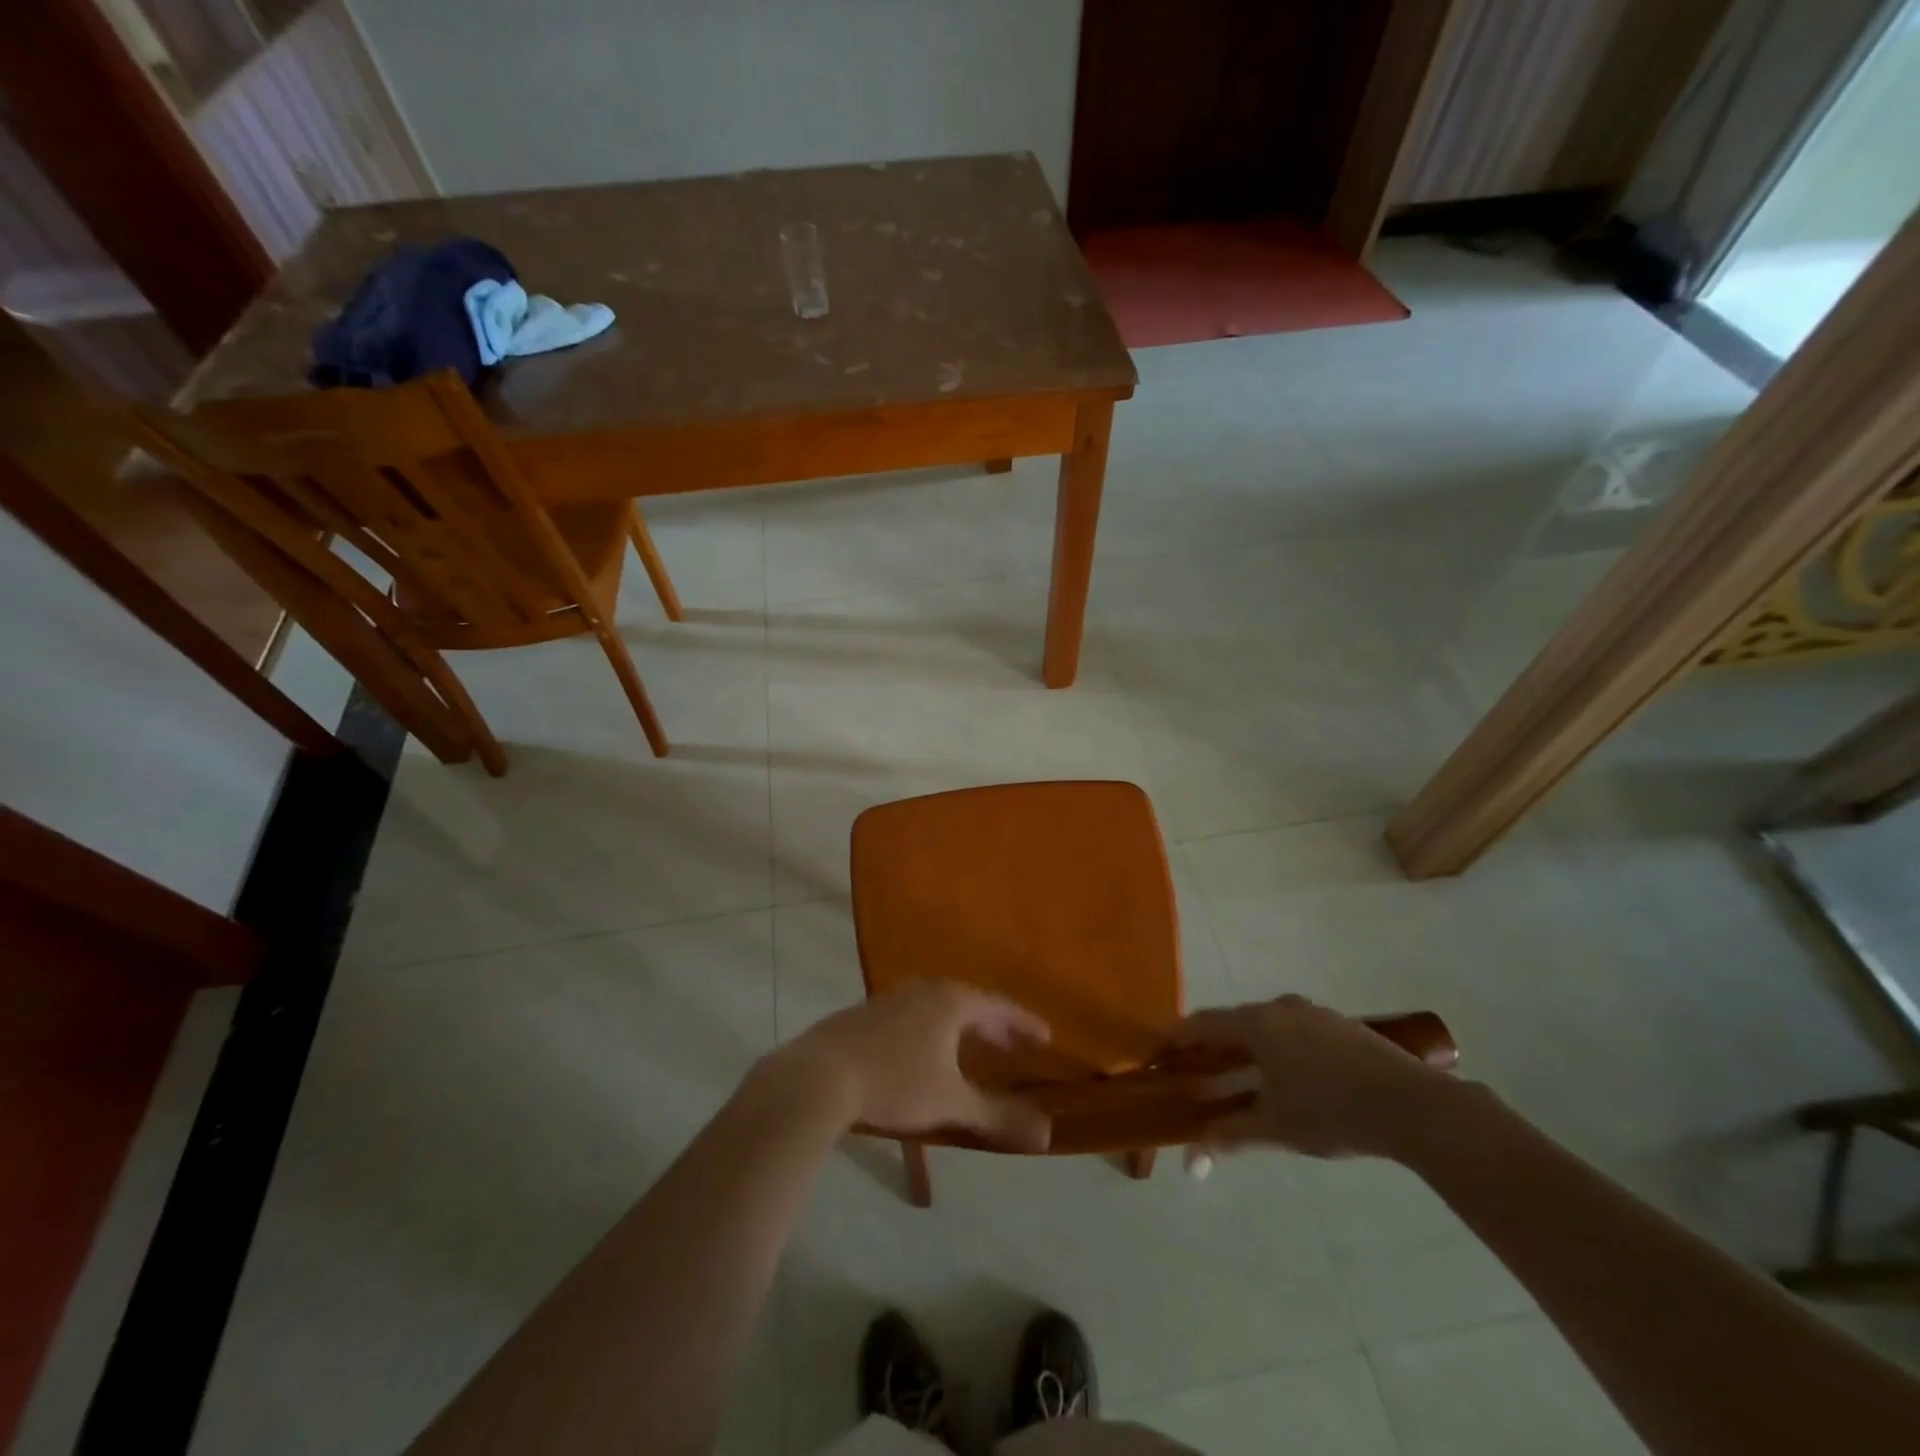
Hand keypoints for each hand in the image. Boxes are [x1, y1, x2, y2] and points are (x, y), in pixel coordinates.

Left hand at [770, 980, 1052, 1151]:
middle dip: (993, 1026)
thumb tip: (1048, 1134)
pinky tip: (924, 1054)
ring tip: (972, 1050)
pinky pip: (913, 1016)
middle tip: (1014, 1046)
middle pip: (968, 1003)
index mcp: (950, 1001)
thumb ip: (998, 1117)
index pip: (998, 1006)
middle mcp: (923, 990)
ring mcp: (890, 999)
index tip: (1046, 1037)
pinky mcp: (865, 1014)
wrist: (818, 1077)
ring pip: (938, 1008)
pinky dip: (932, 1031)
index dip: (1024, 1023)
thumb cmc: (894, 1083)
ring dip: (961, 1028)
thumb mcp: (951, 1103)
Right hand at [1175, 995, 1449, 1160]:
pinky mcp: (1342, 1027)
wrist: (1413, 1105)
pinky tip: (1291, 1079)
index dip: (1178, 1038)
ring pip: (1268, 1027)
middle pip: (1234, 1022)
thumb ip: (1231, 1136)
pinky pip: (1295, 1032)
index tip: (1161, 1053)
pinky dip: (1279, 1050)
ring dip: (1249, 1048)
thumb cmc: (1331, 1112)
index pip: (1203, 1024)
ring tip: (1245, 1077)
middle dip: (1214, 1046)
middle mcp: (1280, 1008)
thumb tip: (1193, 1158)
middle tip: (1201, 1071)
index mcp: (1257, 1023)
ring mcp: (1315, 1014)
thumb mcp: (1275, 1128)